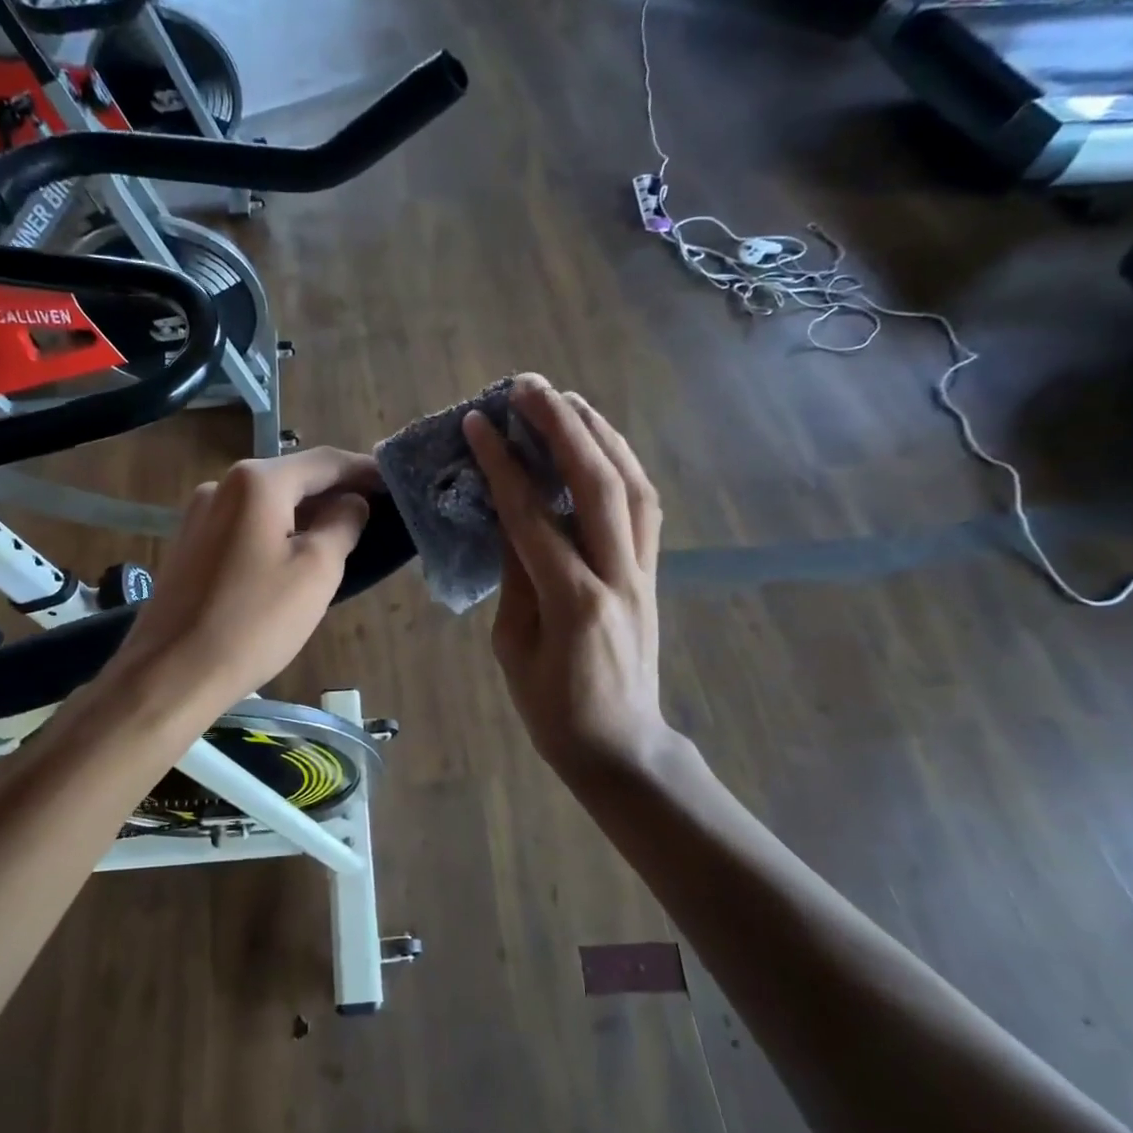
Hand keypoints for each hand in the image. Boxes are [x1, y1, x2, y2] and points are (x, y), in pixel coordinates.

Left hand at [111, 448, 377, 713]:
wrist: (171, 673)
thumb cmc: (254, 621)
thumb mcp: (315, 571)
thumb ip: (342, 525)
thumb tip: (353, 503)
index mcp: (257, 482)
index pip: (324, 462)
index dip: (364, 471)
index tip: (395, 483)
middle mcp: (222, 485)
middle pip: (293, 478)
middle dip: (335, 492)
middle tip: (376, 512)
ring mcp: (200, 515)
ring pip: (268, 504)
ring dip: (306, 514)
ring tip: (343, 535)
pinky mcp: (190, 545)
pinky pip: (246, 525)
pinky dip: (278, 531)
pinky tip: (295, 556)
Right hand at [463, 376, 670, 783]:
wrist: (621, 746)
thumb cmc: (553, 710)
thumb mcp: (514, 648)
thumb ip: (513, 578)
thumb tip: (508, 518)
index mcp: (573, 603)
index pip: (534, 518)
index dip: (504, 466)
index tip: (479, 423)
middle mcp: (618, 576)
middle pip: (597, 484)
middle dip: (562, 427)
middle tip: (527, 387)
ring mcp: (644, 572)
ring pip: (632, 485)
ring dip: (599, 433)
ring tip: (565, 399)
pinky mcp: (653, 572)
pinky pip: (644, 505)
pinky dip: (622, 463)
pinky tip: (599, 442)